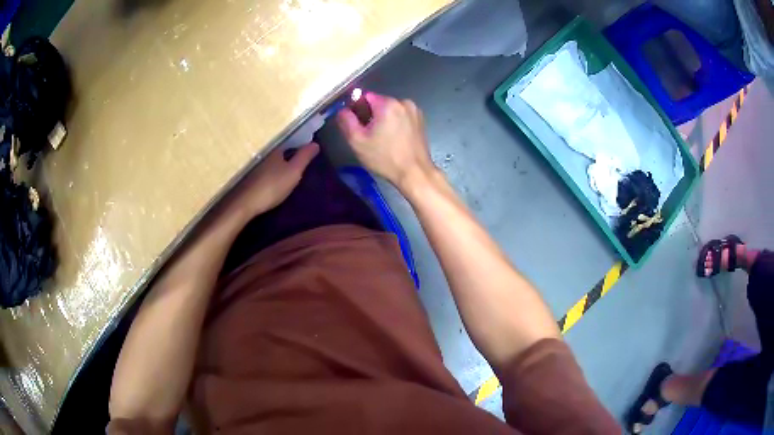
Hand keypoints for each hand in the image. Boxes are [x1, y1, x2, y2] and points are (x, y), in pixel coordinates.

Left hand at [221, 143, 318, 222]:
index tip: (307, 150)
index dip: (299, 144)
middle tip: (300, 159)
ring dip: (278, 163)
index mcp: (275, 149)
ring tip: (288, 168)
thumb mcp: (294, 172)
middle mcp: (264, 152)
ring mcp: (255, 165)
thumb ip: (304, 157)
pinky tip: (274, 177)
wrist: (246, 203)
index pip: (290, 141)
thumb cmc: (272, 186)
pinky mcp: (249, 177)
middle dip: (288, 153)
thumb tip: (315, 143)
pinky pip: (264, 169)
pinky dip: (270, 171)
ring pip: (271, 160)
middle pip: (280, 151)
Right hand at [337, 93, 434, 190]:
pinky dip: (395, 124)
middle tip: (368, 136)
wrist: (415, 173)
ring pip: (390, 110)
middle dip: (370, 116)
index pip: (365, 96)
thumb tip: (342, 110)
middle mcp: (403, 102)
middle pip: (379, 103)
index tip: (356, 125)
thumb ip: (346, 121)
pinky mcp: (421, 121)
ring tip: (381, 140)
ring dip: (383, 120)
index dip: (357, 109)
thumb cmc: (385, 158)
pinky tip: (393, 140)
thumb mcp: (357, 141)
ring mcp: (415, 111)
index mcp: (388, 104)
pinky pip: (401, 117)